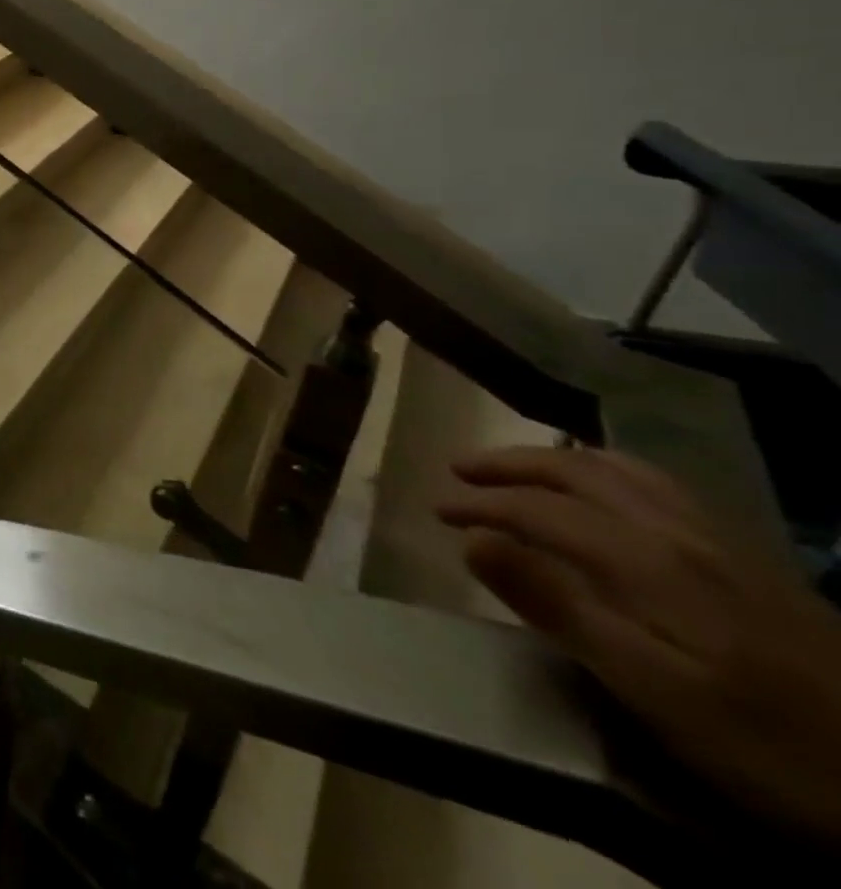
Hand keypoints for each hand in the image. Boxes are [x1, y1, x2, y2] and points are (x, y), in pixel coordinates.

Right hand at [437, 446, 840, 846]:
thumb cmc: (773, 748)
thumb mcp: (654, 691)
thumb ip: (559, 608)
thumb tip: (473, 542)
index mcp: (646, 559)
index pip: (539, 509)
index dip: (481, 505)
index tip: (436, 512)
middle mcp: (677, 531)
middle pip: (577, 471)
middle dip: (509, 465)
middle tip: (461, 472)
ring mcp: (721, 542)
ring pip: (622, 470)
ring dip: (557, 460)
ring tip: (521, 470)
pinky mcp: (752, 561)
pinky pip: (661, 487)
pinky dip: (610, 472)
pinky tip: (609, 493)